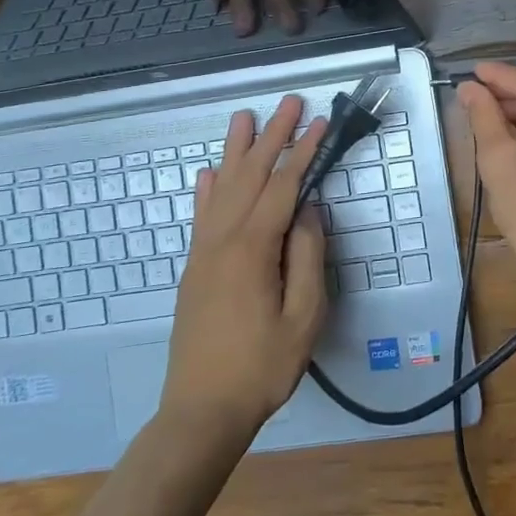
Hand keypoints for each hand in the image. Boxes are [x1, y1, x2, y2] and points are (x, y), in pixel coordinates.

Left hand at [160, 95, 329, 431]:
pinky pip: (200, 217)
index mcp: (252, 249)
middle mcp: (222, 241)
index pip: (283, 187)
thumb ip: (306, 257)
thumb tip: (307, 210)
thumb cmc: (262, 366)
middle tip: (289, 102)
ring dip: (236, 150)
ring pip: (222, 189)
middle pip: (250, 176)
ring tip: (244, 117)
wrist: (200, 413)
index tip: (321, 122)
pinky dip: (207, 189)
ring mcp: (203, 253)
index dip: (303, 152)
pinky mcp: (194, 269)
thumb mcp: (303, 316)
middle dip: (272, 136)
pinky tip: (209, 172)